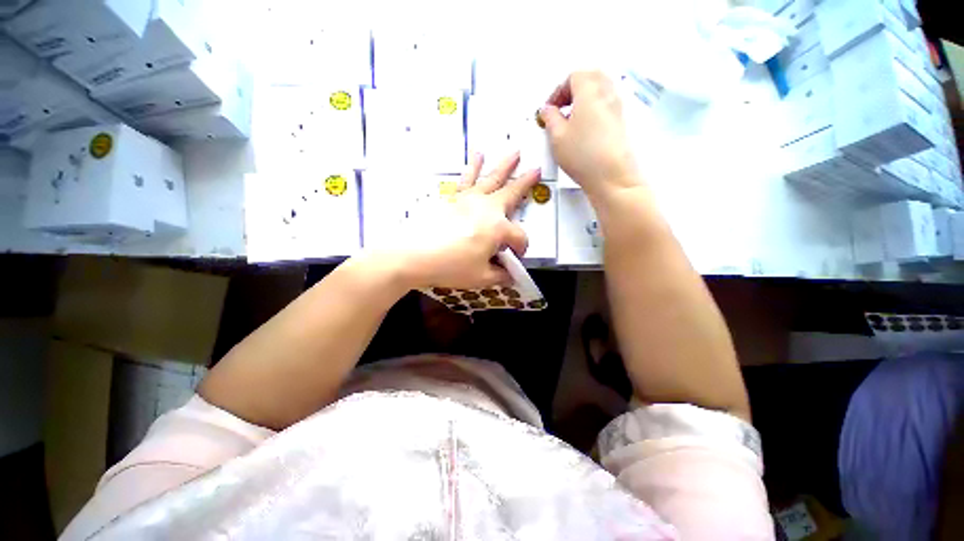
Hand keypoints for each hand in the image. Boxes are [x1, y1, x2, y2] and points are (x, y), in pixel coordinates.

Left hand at [397, 152, 540, 289]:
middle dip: (525, 182)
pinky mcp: (453, 198)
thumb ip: (500, 275)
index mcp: (498, 229)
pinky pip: (466, 180)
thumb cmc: (451, 266)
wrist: (414, 253)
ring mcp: (469, 200)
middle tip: (537, 169)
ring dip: (504, 165)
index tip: (514, 260)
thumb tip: (509, 274)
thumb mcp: (481, 278)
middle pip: (511, 194)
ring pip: (491, 179)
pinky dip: (473, 167)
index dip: (521, 250)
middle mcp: (488, 209)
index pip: (519, 237)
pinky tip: (477, 156)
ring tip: (514, 151)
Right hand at [540, 71, 640, 197]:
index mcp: (590, 90)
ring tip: (571, 120)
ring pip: (600, 89)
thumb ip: (550, 118)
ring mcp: (617, 106)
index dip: (558, 91)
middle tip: (561, 108)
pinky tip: (584, 129)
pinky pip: (606, 104)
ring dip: (584, 98)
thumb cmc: (585, 156)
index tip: (550, 108)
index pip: (573, 76)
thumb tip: (548, 111)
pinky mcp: (621, 121)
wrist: (612, 176)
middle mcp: (607, 93)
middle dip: (572, 89)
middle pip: (590, 76)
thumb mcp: (557, 137)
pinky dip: (593, 108)